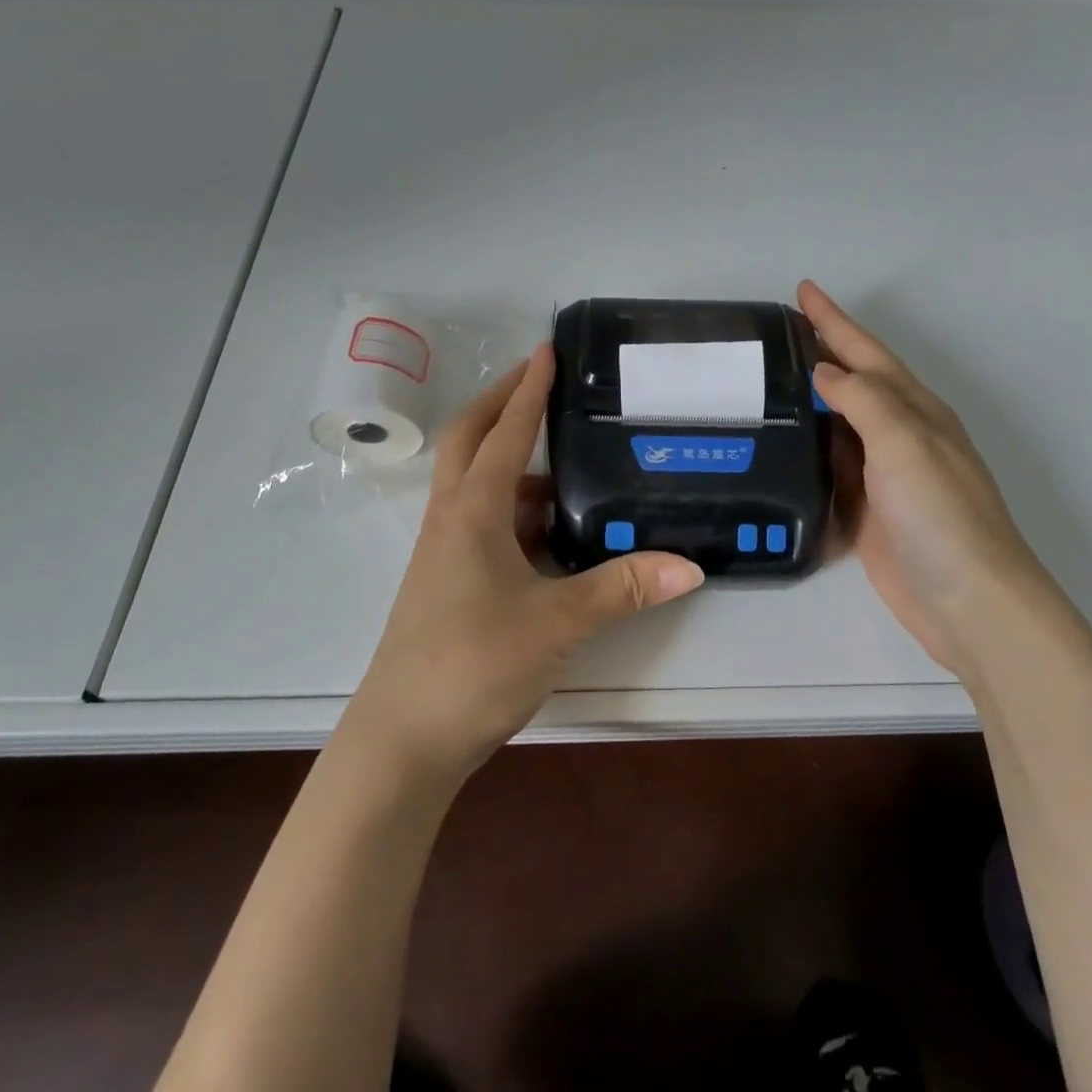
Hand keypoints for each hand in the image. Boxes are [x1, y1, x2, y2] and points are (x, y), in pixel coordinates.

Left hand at [346, 344, 705, 785]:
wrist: (401, 741)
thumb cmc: (473, 665)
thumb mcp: (557, 623)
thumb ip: (623, 587)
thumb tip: (690, 564)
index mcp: (473, 510)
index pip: (506, 431)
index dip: (529, 388)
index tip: (549, 350)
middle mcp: (452, 519)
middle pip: (471, 440)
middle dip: (503, 403)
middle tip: (541, 380)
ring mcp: (444, 552)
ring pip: (475, 484)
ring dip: (510, 460)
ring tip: (562, 457)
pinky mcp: (447, 582)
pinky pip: (482, 523)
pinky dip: (514, 509)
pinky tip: (550, 529)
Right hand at [799, 280, 1055, 671]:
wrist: (968, 601)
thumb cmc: (941, 515)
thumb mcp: (905, 444)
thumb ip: (864, 401)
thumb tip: (824, 372)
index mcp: (913, 410)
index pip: (865, 352)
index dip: (833, 320)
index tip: (802, 290)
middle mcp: (898, 435)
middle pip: (851, 382)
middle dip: (819, 351)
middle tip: (774, 332)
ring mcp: (882, 475)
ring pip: (837, 424)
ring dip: (807, 400)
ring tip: (765, 382)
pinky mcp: (865, 510)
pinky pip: (829, 468)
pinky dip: (806, 451)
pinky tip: (780, 448)